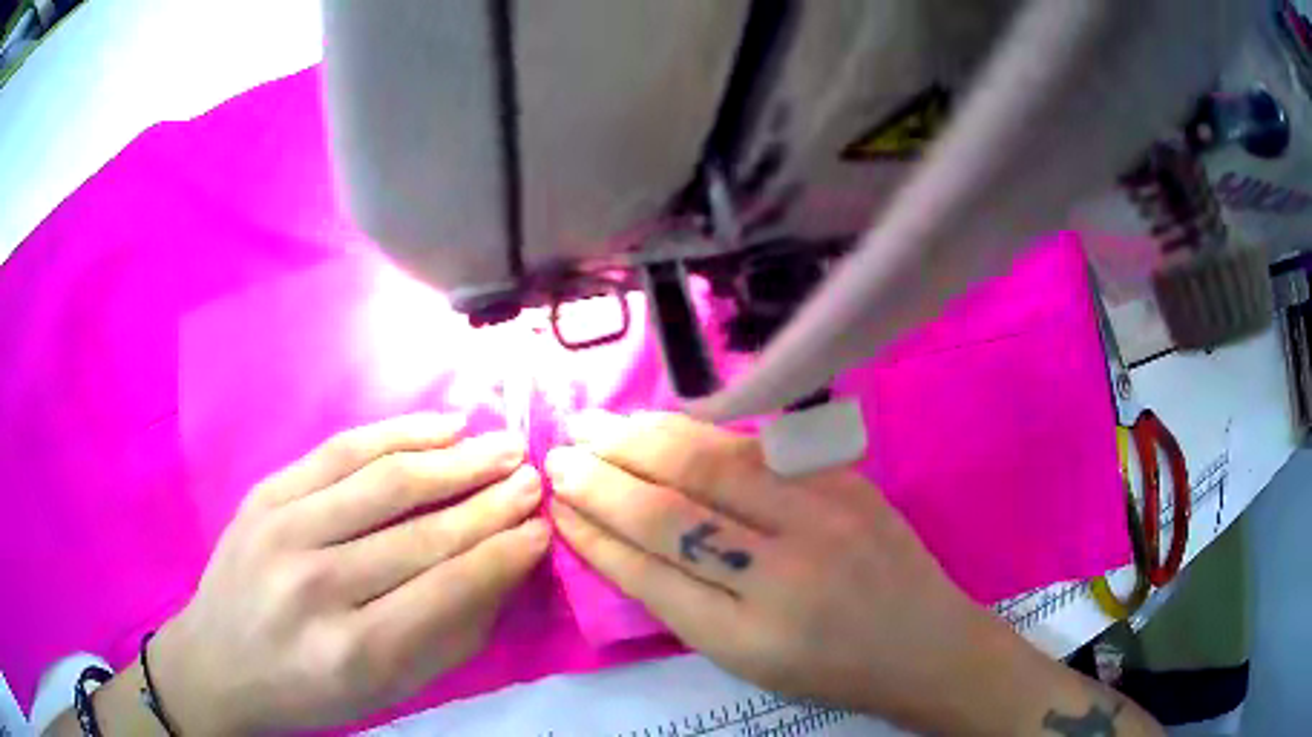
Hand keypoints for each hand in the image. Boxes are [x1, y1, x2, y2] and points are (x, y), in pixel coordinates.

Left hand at [152, 414, 548, 733]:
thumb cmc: (307, 691)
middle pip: (421, 532)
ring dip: (454, 460)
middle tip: (534, 477)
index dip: (503, 552)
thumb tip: (502, 573)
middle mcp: (317, 585)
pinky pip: (340, 451)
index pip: (447, 588)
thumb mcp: (386, 693)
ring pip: (384, 481)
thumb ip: (448, 638)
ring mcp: (283, 528)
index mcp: (353, 651)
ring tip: (501, 445)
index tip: (542, 526)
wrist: (218, 661)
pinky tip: (440, 425)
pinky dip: (397, 433)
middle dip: (490, 501)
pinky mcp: (265, 494)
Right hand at [545, 412, 1161, 735]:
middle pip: (672, 510)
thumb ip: (685, 603)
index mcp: (750, 636)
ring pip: (711, 463)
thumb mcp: (748, 661)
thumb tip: (620, 542)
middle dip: (604, 476)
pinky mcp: (846, 481)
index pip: (648, 570)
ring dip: (643, 439)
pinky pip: (757, 447)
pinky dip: (699, 431)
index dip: (594, 533)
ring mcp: (823, 514)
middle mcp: (784, 571)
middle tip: (560, 449)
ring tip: (596, 424)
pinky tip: (664, 424)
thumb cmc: (833, 669)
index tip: (556, 503)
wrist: (928, 645)